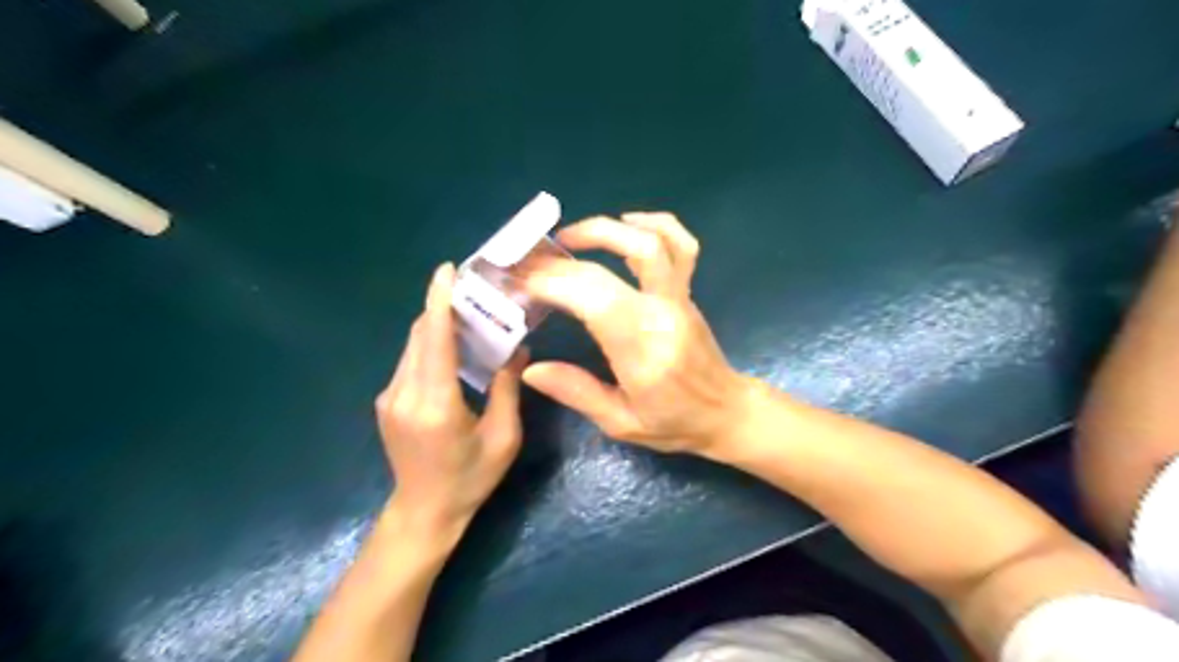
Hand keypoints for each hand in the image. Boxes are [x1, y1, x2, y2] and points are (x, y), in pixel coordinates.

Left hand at [376, 262, 524, 538]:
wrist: (424, 512)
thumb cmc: (470, 478)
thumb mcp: (503, 437)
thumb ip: (508, 388)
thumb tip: (517, 349)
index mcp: (435, 403)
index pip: (434, 340)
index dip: (439, 301)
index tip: (446, 270)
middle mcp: (404, 394)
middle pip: (420, 335)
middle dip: (442, 307)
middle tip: (472, 291)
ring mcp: (389, 398)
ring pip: (412, 346)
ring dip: (436, 325)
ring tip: (467, 314)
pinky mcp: (386, 403)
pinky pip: (409, 361)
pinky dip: (429, 345)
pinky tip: (452, 347)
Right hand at [522, 211, 755, 455]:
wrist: (726, 412)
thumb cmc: (674, 422)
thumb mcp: (620, 422)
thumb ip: (577, 392)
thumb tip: (531, 368)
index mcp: (642, 348)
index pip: (590, 298)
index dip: (549, 282)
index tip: (516, 281)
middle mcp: (661, 312)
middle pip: (608, 268)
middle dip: (560, 261)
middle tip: (527, 262)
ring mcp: (678, 296)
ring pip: (650, 242)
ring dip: (604, 230)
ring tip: (568, 238)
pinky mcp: (686, 291)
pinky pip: (681, 245)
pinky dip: (654, 224)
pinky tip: (626, 223)